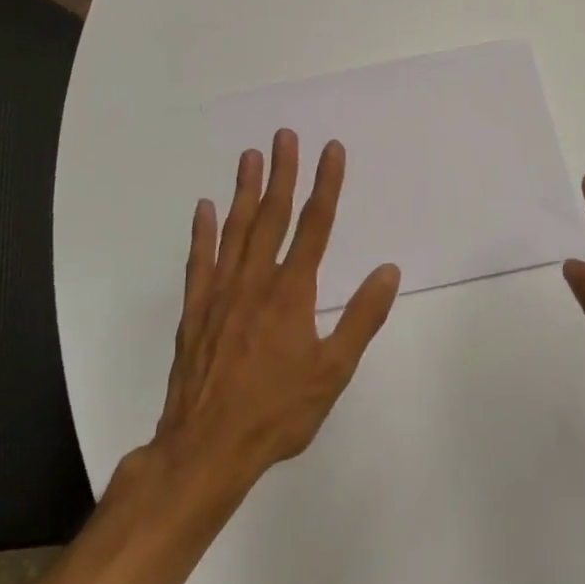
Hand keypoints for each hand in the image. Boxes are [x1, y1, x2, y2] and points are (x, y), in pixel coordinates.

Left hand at [152, 129, 400, 480]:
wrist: (207, 448)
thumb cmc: (278, 412)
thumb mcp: (333, 371)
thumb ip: (362, 318)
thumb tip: (389, 271)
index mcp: (292, 294)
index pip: (314, 227)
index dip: (325, 185)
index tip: (331, 150)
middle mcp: (255, 283)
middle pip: (272, 217)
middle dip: (282, 173)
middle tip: (284, 135)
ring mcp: (220, 294)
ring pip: (235, 231)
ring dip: (244, 191)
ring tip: (249, 156)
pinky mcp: (195, 312)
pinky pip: (200, 262)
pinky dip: (203, 233)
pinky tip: (204, 208)